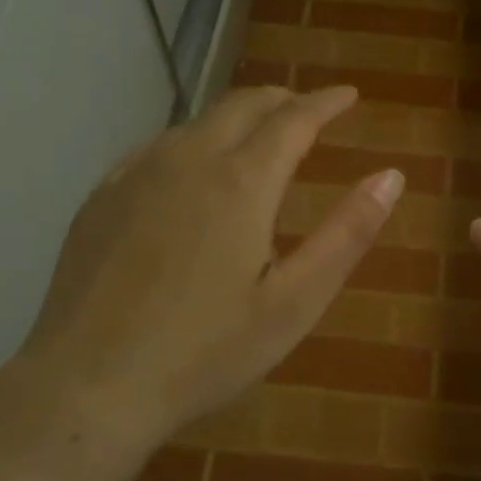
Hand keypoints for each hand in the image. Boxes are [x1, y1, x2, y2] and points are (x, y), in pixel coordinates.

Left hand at [14, 86, 401, 457]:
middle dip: (283, 100)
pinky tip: (192, 171)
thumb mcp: (295, 302)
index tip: (348, 95)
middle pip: (243, 105)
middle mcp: (188, 159)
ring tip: (258, 140)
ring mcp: (136, 174)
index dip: (326, 102)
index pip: (294, 118)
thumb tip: (391, 176)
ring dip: (237, 120)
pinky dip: (193, 143)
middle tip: (308, 112)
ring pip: (198, 122)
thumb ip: (347, 234)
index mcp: (241, 182)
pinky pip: (158, 147)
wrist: (89, 385)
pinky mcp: (102, 196)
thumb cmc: (205, 351)